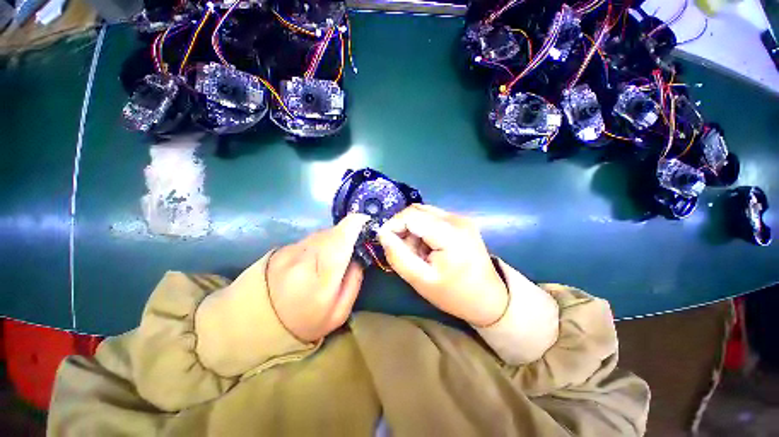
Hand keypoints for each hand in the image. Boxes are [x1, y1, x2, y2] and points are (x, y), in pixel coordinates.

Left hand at [267, 214, 370, 341]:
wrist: (259, 323)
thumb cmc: (306, 321)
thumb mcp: (339, 312)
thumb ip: (354, 281)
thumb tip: (358, 255)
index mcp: (322, 278)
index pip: (341, 239)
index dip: (355, 224)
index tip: (366, 220)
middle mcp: (304, 258)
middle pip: (333, 232)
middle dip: (347, 233)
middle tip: (353, 245)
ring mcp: (290, 251)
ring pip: (322, 233)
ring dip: (334, 238)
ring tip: (334, 255)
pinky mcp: (283, 248)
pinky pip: (310, 238)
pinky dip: (320, 242)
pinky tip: (317, 258)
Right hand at [378, 204, 508, 326]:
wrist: (490, 299)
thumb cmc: (455, 294)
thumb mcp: (421, 281)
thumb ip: (398, 256)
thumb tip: (382, 234)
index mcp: (450, 233)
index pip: (411, 215)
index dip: (392, 225)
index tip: (384, 242)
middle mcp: (456, 219)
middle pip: (417, 210)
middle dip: (402, 228)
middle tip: (402, 250)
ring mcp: (460, 218)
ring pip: (423, 213)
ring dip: (412, 229)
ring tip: (416, 252)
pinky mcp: (461, 222)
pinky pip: (432, 218)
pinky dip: (423, 229)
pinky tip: (427, 247)